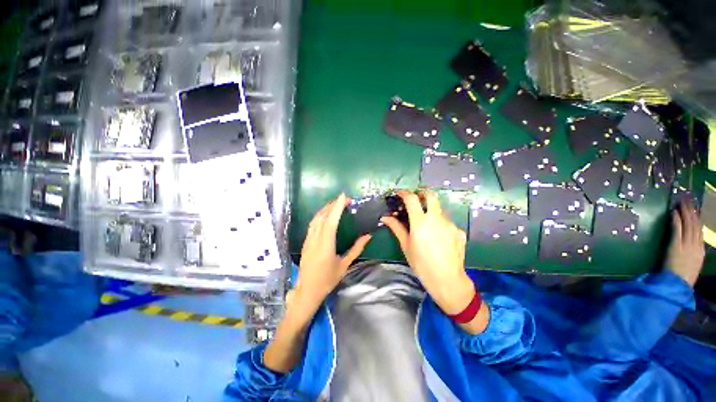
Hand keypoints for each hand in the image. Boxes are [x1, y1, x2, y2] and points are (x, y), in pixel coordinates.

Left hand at [296, 193, 371, 308]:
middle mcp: (315, 239)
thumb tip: (368, 236)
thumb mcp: (344, 265)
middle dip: (333, 205)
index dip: (337, 207)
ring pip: (316, 219)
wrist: (307, 291)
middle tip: (344, 199)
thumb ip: (356, 249)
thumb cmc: (328, 280)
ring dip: (325, 209)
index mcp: (326, 245)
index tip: (343, 196)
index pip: (331, 221)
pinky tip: (325, 215)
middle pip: (323, 217)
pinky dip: (320, 215)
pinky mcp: (306, 242)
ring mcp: (308, 240)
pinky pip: (312, 224)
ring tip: (335, 204)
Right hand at [382, 190, 484, 332]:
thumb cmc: (421, 263)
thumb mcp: (406, 245)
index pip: (411, 198)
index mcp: (420, 221)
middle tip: (416, 198)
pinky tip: (438, 237)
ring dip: (431, 211)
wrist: (447, 279)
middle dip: (422, 192)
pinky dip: (440, 224)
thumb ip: (396, 227)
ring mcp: (450, 223)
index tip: (399, 193)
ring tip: (426, 224)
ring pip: (439, 209)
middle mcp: (436, 218)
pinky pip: (447, 222)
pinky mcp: (459, 231)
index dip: (404, 192)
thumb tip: (385, 217)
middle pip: (431, 195)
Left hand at [666, 202, 704, 287]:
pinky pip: (677, 230)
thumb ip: (692, 254)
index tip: (694, 209)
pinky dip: (676, 220)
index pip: (700, 231)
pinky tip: (674, 212)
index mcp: (701, 251)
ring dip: (684, 213)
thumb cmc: (683, 278)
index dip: (697, 219)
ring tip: (681, 202)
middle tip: (687, 200)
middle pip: (695, 225)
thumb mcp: (693, 264)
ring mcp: (687, 245)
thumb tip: (691, 245)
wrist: (678, 285)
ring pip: (688, 225)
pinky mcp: (676, 246)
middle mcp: (696, 246)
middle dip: (691, 211)